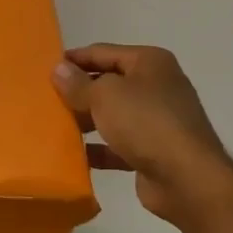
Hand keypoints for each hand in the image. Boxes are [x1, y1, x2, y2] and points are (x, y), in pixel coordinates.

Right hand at [52, 43, 232, 223]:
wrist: (188, 180)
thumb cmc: (146, 123)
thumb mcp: (104, 95)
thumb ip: (77, 83)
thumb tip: (58, 69)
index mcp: (149, 62)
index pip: (102, 52)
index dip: (74, 59)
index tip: (44, 69)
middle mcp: (157, 86)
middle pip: (108, 83)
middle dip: (79, 91)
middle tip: (46, 99)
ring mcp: (158, 120)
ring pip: (113, 114)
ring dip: (87, 120)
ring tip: (55, 125)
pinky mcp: (155, 151)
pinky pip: (119, 145)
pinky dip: (99, 148)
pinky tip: (75, 155)